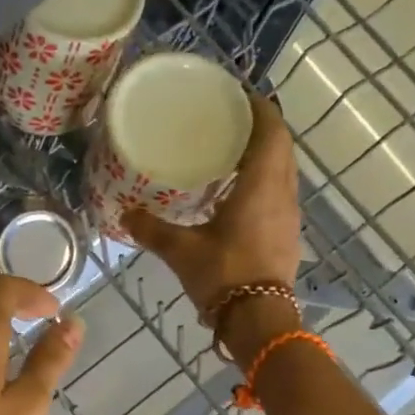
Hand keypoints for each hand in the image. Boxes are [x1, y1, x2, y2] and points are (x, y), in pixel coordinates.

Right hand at [124, 92, 301, 320]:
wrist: (259, 321)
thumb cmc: (223, 276)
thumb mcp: (181, 250)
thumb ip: (152, 229)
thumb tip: (125, 214)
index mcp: (262, 186)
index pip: (271, 131)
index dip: (259, 107)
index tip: (238, 93)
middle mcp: (282, 194)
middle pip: (281, 147)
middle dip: (260, 127)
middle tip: (227, 118)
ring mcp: (288, 216)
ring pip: (283, 171)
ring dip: (264, 154)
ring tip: (230, 150)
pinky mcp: (286, 235)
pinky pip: (278, 193)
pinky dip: (262, 180)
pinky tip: (235, 192)